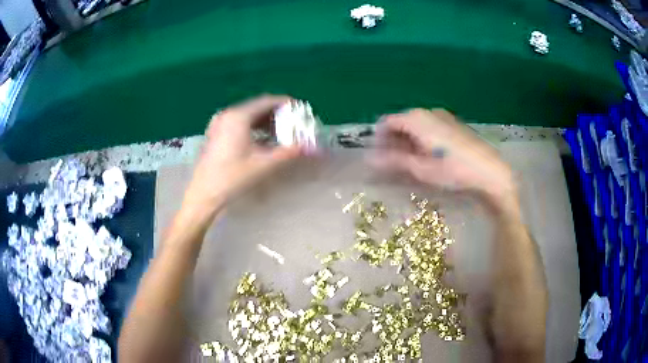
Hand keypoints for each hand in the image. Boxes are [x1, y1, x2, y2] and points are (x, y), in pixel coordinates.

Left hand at [183, 95, 301, 213]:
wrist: (204, 194)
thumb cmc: (232, 177)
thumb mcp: (263, 164)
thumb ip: (288, 153)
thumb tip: (309, 147)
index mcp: (238, 117)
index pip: (266, 101)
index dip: (285, 103)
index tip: (298, 109)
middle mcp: (228, 114)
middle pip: (257, 106)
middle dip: (276, 113)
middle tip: (292, 122)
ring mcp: (219, 123)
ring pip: (248, 115)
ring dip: (265, 121)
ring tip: (280, 132)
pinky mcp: (216, 132)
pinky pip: (239, 122)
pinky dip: (253, 127)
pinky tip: (262, 139)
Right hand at [372, 109, 517, 212]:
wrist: (489, 170)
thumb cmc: (454, 170)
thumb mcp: (421, 168)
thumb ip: (394, 160)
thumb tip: (369, 159)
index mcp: (417, 118)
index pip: (387, 122)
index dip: (379, 140)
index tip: (378, 158)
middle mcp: (428, 112)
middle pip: (401, 123)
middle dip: (393, 142)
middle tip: (393, 164)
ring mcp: (442, 116)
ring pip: (416, 126)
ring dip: (408, 142)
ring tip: (411, 163)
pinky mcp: (453, 124)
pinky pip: (429, 128)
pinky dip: (422, 140)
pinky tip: (429, 157)